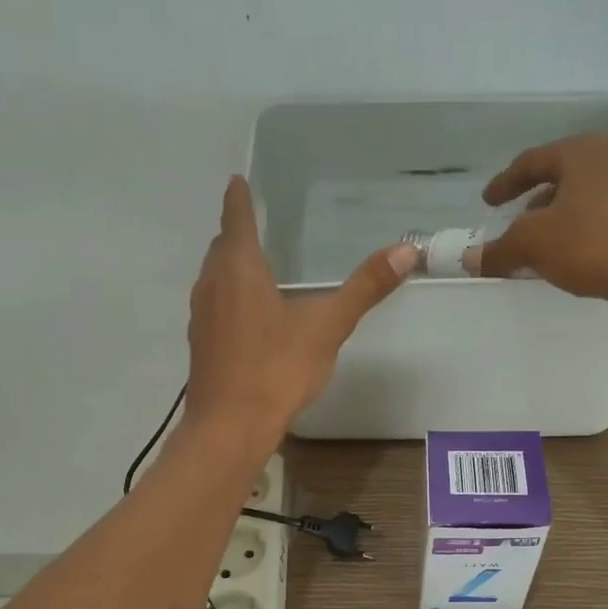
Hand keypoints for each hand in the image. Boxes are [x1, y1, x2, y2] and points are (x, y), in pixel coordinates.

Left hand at [185, 176, 416, 442]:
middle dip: (236, 234)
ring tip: (251, 266)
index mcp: (239, 269)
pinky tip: (246, 317)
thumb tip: (406, 250)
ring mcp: (201, 317)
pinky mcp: (201, 346)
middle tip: (253, 224)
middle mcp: (212, 285)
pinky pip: (214, 307)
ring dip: (229, 267)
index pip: (237, 220)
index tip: (238, 181)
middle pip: (221, 249)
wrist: (230, 427)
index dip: (240, 199)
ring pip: (214, 279)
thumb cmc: (276, 369)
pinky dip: (228, 298)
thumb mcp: (327, 326)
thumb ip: (365, 288)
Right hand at [463, 134, 607, 314]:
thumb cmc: (594, 244)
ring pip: (589, 191)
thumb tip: (469, 258)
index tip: (489, 202)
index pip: (532, 161)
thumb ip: (499, 249)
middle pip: (564, 173)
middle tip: (518, 220)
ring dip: (564, 213)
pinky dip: (588, 223)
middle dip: (537, 198)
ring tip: (549, 239)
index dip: (505, 183)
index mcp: (581, 151)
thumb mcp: (534, 246)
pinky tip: (582, 249)